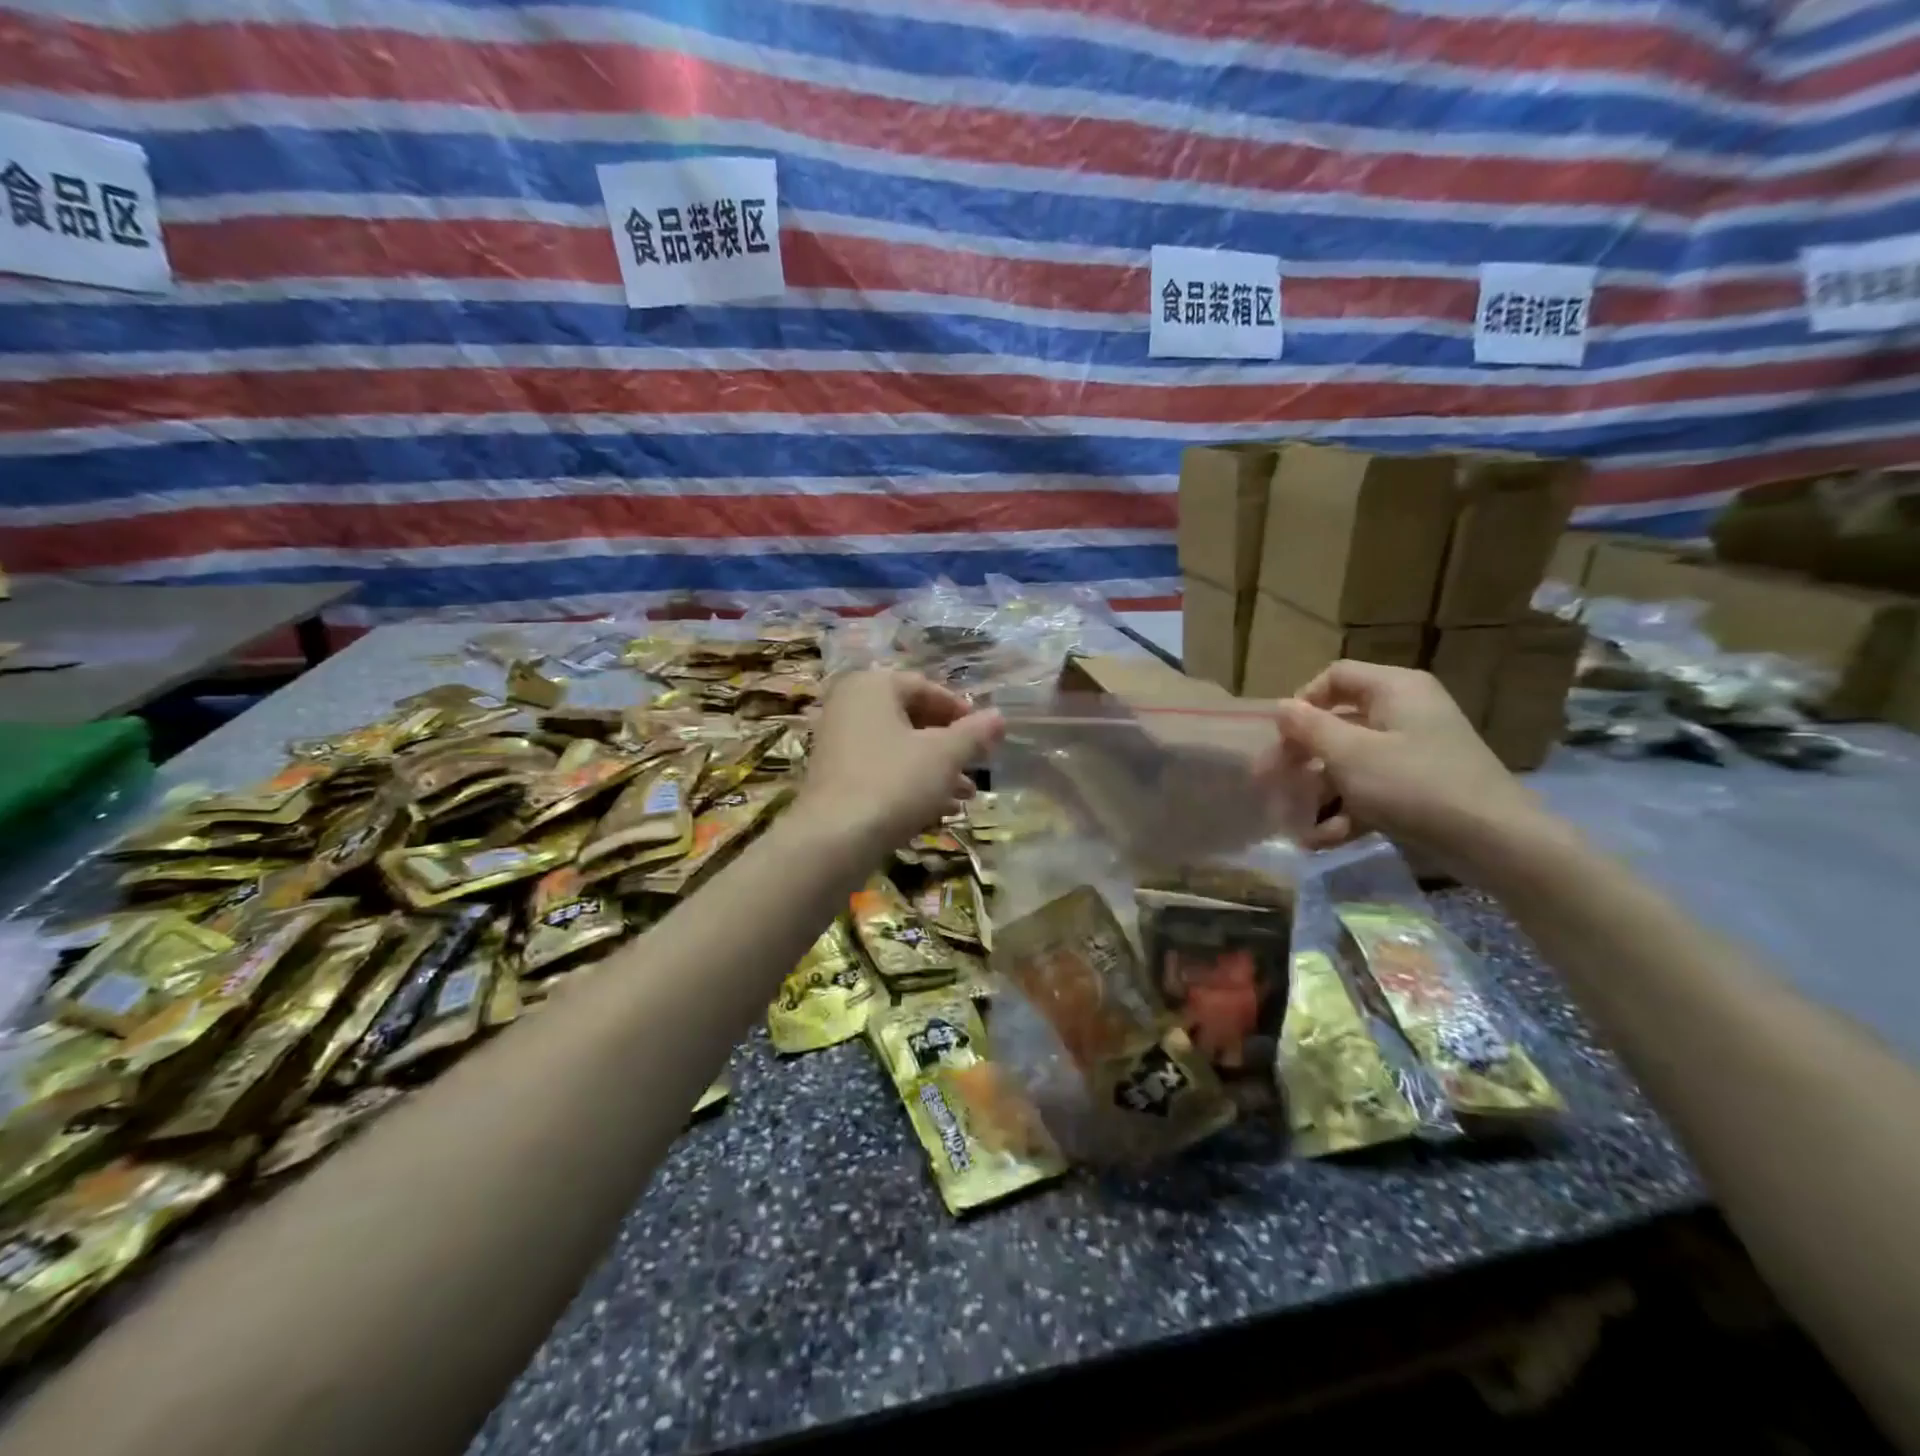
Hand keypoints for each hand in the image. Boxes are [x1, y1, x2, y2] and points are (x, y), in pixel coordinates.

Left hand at [799, 670, 1004, 856]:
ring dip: (935, 769)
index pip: (926, 688)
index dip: (961, 712)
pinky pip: (881, 770)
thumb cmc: (894, 782)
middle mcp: (850, 706)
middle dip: (949, 745)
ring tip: (966, 796)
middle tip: (977, 766)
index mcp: (873, 686)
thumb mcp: (944, 755)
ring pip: (899, 748)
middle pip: (912, 718)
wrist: (834, 838)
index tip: (986, 735)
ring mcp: (838, 742)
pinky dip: (910, 783)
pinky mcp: (835, 777)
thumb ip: (974, 733)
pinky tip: (939, 811)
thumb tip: (999, 716)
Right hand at [1273, 661, 1551, 875]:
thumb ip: (1309, 728)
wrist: (1496, 842)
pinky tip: (1320, 840)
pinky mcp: (1420, 787)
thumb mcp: (1350, 755)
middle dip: (1301, 755)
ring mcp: (1414, 752)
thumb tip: (1282, 708)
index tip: (1282, 736)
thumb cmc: (1414, 785)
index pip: (1335, 676)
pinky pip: (1372, 789)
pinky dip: (1346, 811)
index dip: (1302, 702)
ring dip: (1318, 790)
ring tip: (1291, 819)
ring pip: (1351, 761)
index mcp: (1394, 690)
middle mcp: (1405, 713)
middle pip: (1338, 722)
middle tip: (1270, 781)